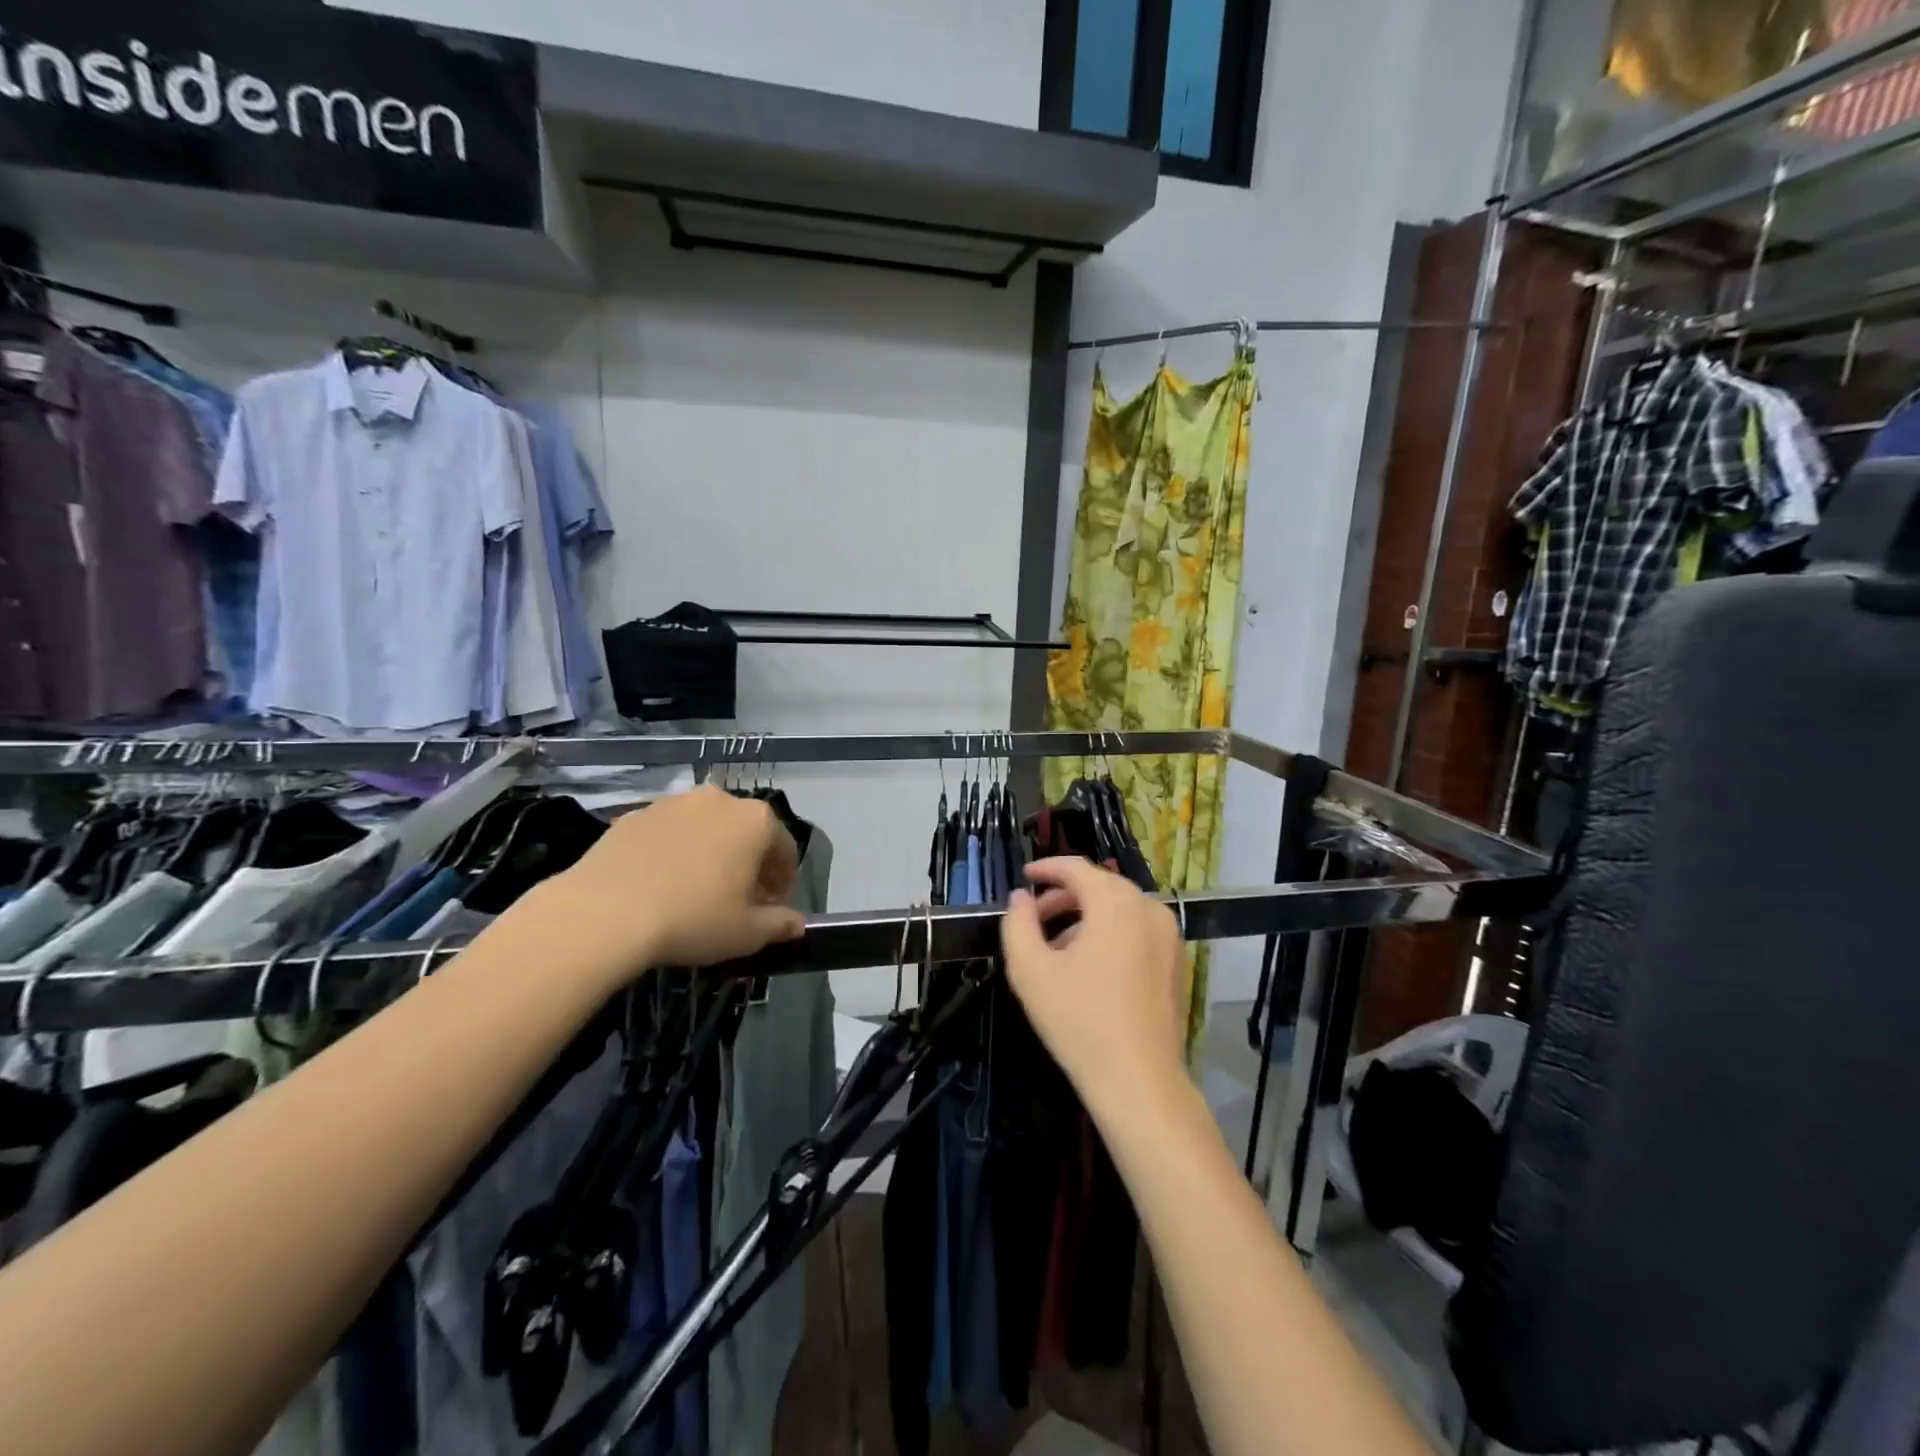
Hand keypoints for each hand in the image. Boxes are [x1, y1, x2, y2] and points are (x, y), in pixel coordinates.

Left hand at [511, 786, 805, 991]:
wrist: (603, 912)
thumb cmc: (692, 918)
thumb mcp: (747, 933)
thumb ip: (780, 925)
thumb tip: (797, 924)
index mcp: (756, 821)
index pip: (785, 848)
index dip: (783, 881)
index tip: (772, 908)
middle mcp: (719, 800)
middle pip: (746, 832)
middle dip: (748, 864)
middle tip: (737, 901)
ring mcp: (673, 803)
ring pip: (706, 829)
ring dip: (710, 854)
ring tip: (695, 893)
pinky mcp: (634, 814)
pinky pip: (668, 833)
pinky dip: (673, 853)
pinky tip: (660, 886)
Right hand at [1000, 857, 1187, 1115]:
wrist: (1140, 1082)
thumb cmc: (1080, 1021)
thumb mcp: (1030, 971)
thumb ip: (1017, 923)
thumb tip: (1021, 897)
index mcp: (1115, 902)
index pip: (1076, 868)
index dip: (1046, 868)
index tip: (1024, 876)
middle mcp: (1148, 908)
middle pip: (1101, 886)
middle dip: (1064, 895)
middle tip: (1034, 916)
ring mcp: (1169, 935)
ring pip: (1120, 909)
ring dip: (1086, 916)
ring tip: (1057, 946)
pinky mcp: (1177, 961)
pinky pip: (1138, 930)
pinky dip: (1111, 933)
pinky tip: (1090, 967)